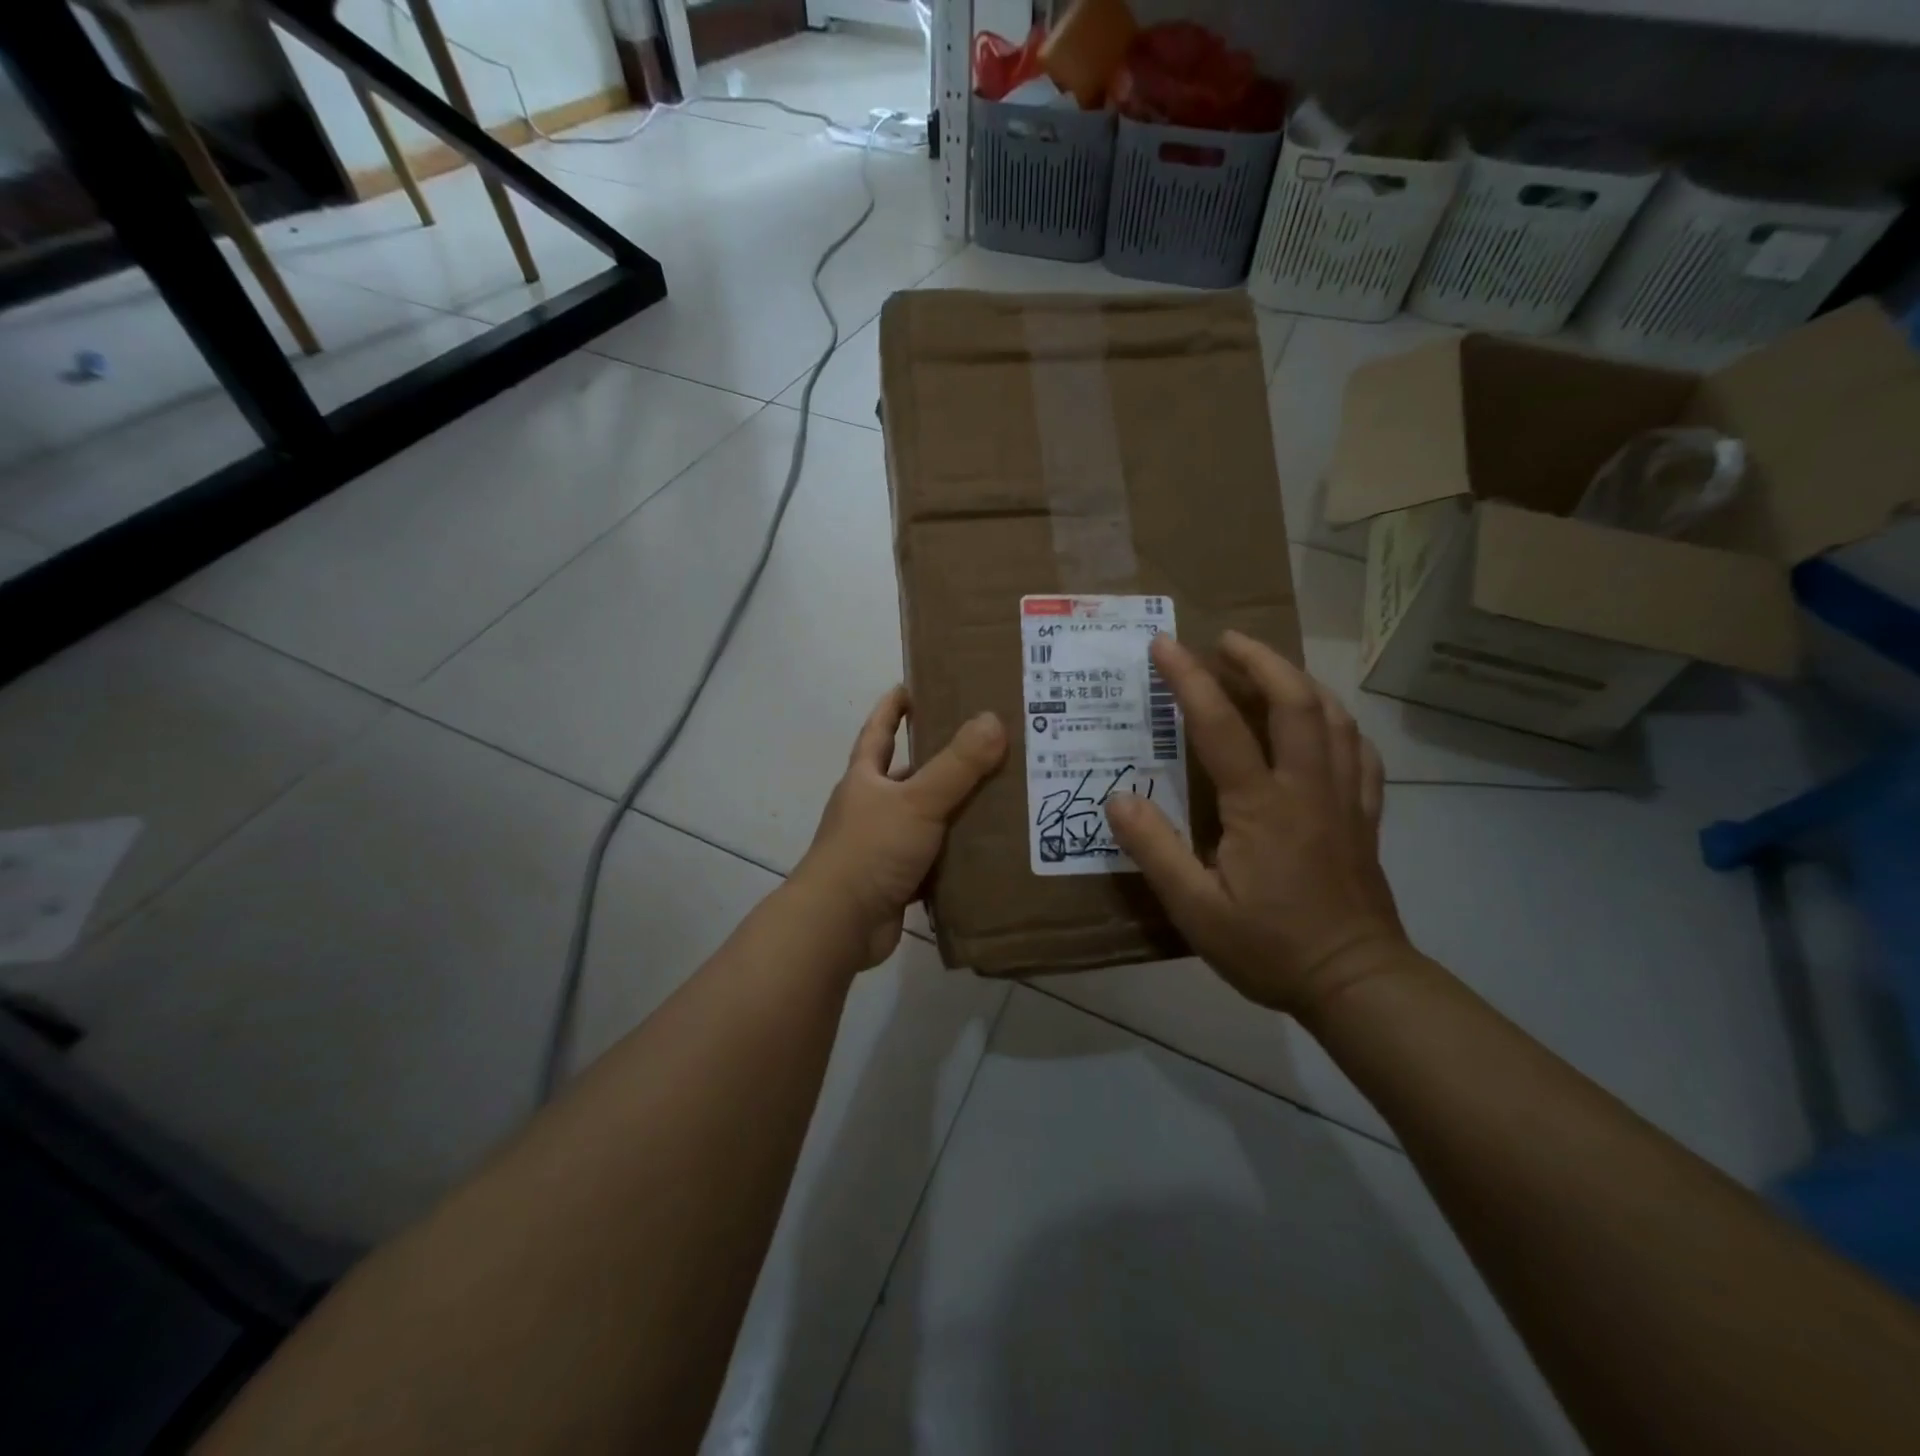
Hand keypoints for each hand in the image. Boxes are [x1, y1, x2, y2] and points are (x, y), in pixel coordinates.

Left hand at [793, 687, 1006, 968]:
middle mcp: (870, 807)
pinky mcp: (896, 881)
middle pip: (905, 775)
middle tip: (982, 744)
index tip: (911, 686)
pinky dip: (955, 855)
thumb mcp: (917, 801)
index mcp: (865, 779)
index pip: (878, 731)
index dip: (892, 708)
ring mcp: (882, 846)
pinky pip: (933, 860)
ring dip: (952, 809)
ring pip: (924, 819)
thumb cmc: (871, 850)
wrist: (839, 924)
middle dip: (937, 760)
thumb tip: (994, 720)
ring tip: (998, 795)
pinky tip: (987, 850)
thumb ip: (957, 764)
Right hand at [1105, 632, 1407, 1016]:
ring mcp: (1344, 798)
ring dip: (1299, 680)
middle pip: (1295, 701)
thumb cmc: (1269, 947)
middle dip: (1260, 659)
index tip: (1164, 646)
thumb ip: (1155, 850)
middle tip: (1226, 640)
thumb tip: (1118, 798)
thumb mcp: (1196, 909)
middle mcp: (1307, 787)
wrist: (1356, 982)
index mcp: (1261, 806)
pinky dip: (1339, 722)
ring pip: (1333, 717)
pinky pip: (1360, 751)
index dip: (1189, 679)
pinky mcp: (1365, 815)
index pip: (1220, 725)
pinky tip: (1324, 721)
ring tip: (1269, 667)